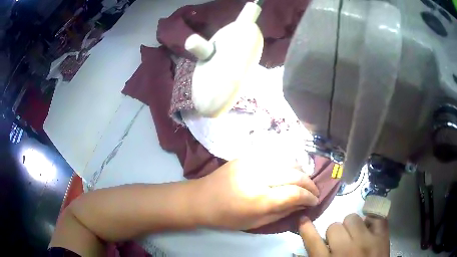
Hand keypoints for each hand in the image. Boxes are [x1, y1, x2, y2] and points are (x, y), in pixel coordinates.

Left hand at [192, 157, 319, 229]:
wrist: (201, 199)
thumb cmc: (227, 217)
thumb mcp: (256, 223)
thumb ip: (282, 212)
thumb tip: (302, 205)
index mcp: (260, 198)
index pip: (295, 193)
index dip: (309, 197)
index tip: (315, 201)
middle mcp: (259, 176)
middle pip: (295, 174)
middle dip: (310, 183)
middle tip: (314, 191)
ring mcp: (253, 162)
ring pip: (287, 162)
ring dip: (301, 173)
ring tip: (305, 182)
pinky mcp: (247, 156)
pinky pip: (275, 158)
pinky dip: (287, 165)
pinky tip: (289, 173)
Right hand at [299, 214, 389, 256]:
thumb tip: (309, 246)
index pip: (312, 241)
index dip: (306, 229)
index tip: (303, 219)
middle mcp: (346, 251)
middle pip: (334, 227)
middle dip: (335, 235)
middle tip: (340, 245)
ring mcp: (366, 242)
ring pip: (352, 218)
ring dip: (351, 227)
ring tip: (356, 238)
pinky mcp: (382, 238)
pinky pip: (376, 217)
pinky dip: (371, 222)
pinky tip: (369, 230)